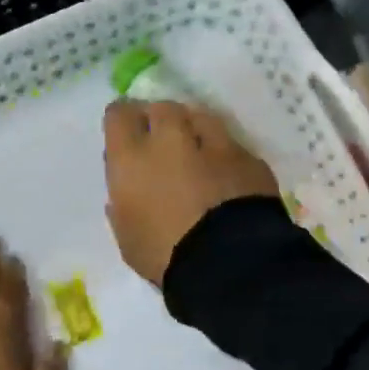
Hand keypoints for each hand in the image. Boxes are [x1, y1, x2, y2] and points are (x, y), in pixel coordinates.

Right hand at [103, 99, 281, 286]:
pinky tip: (228, 175)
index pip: (120, 114)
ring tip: (198, 149)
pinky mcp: (249, 157)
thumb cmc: (166, 256)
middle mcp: (172, 139)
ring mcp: (215, 144)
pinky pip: (231, 146)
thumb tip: (125, 191)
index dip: (123, 120)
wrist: (230, 261)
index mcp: (133, 158)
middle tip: (163, 141)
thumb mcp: (128, 237)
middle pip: (162, 108)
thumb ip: (123, 205)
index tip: (128, 133)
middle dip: (161, 119)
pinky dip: (225, 155)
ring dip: (195, 128)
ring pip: (201, 117)